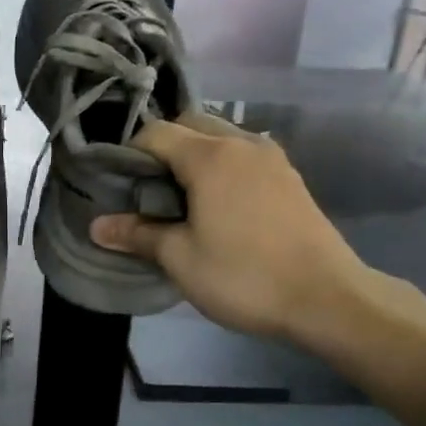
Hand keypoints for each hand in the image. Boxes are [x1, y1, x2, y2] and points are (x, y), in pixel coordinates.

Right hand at [89, 114, 369, 342]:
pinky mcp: (290, 179)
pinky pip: (243, 159)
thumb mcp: (180, 259)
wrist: (328, 298)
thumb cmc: (244, 276)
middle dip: (162, 150)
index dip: (130, 154)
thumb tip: (97, 226)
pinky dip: (221, 170)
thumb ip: (138, 235)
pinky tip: (217, 208)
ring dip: (194, 159)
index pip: (156, 133)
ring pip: (220, 140)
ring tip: (180, 201)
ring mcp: (272, 159)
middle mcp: (242, 144)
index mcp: (211, 156)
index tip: (118, 186)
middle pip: (190, 126)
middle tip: (147, 193)